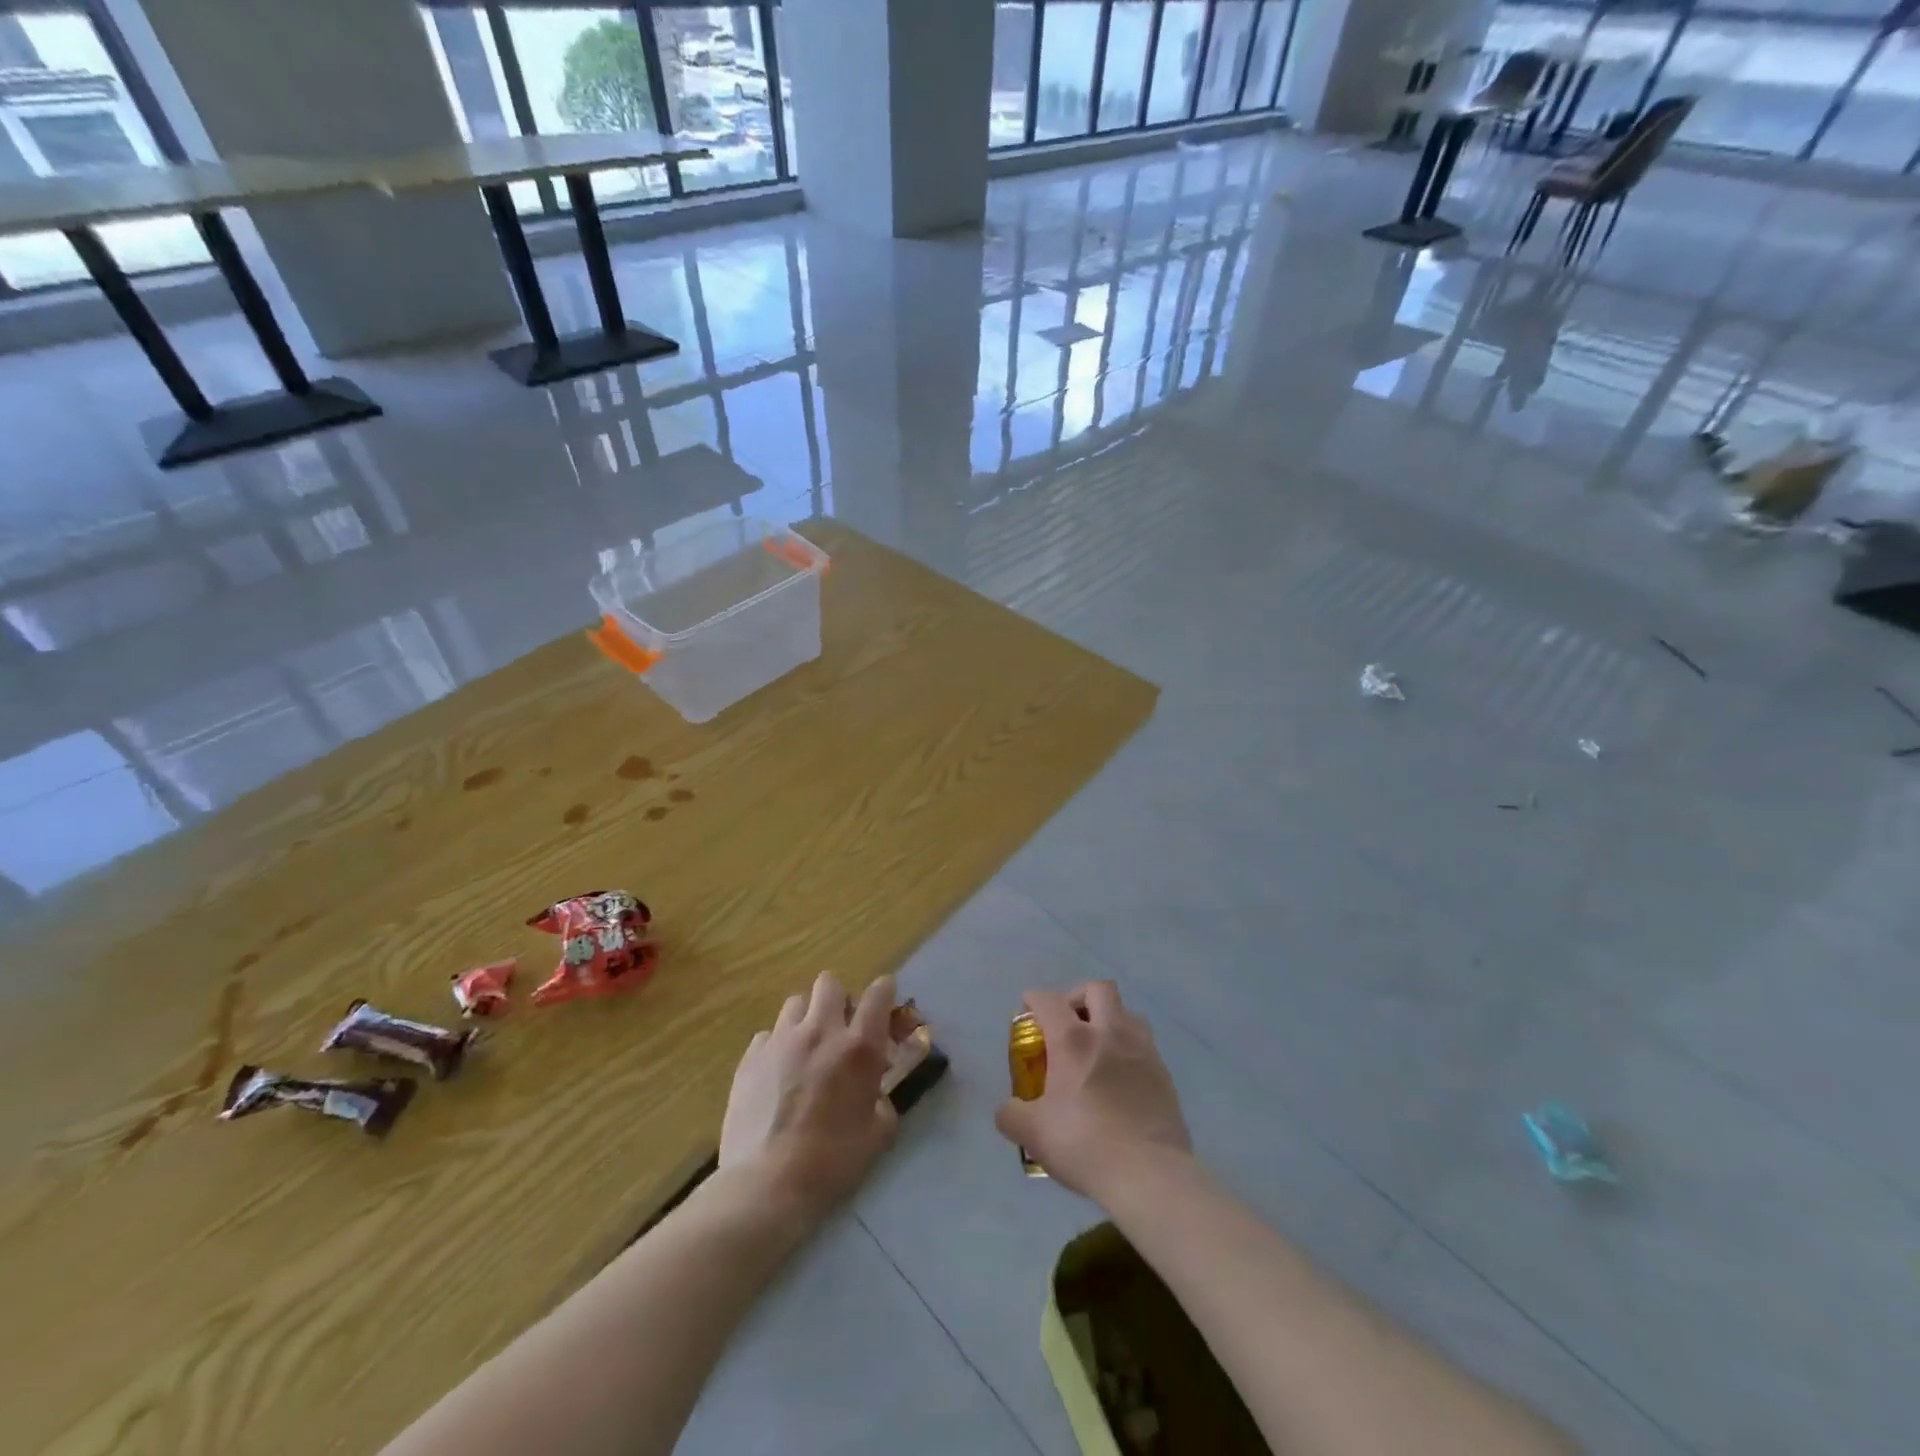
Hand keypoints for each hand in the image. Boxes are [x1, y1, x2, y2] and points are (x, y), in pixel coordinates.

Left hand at [719, 971, 898, 1224]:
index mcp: (858, 1048)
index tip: (884, 1004)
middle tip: (840, 1030)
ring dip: (807, 1018)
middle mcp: (820, 1032)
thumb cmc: (831, 1163)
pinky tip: (777, 1074)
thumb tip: (876, 1092)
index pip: (878, 994)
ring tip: (807, 1048)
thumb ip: (882, 1102)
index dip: (884, 992)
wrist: (766, 1186)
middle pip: (830, 983)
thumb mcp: (878, 1135)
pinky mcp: (750, 1058)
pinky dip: (777, 1046)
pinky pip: (768, 1035)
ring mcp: (780, 1041)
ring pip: (796, 1003)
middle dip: (839, 1000)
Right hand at [994, 981, 1191, 1200]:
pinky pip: (1144, 1044)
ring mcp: (1142, 1050)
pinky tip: (1121, 1078)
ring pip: (1127, 1012)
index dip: (1033, 1000)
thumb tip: (1009, 1109)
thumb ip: (1012, 1115)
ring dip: (1110, 1019)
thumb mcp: (1033, 1134)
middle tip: (1068, 1022)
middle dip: (1079, 997)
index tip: (1028, 1011)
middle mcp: (1110, 1032)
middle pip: (1097, 989)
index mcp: (1074, 1039)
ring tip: (1098, 1047)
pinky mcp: (1164, 1072)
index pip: (1048, 1000)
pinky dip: (1129, 1049)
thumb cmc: (1085, 1145)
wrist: (1149, 1174)